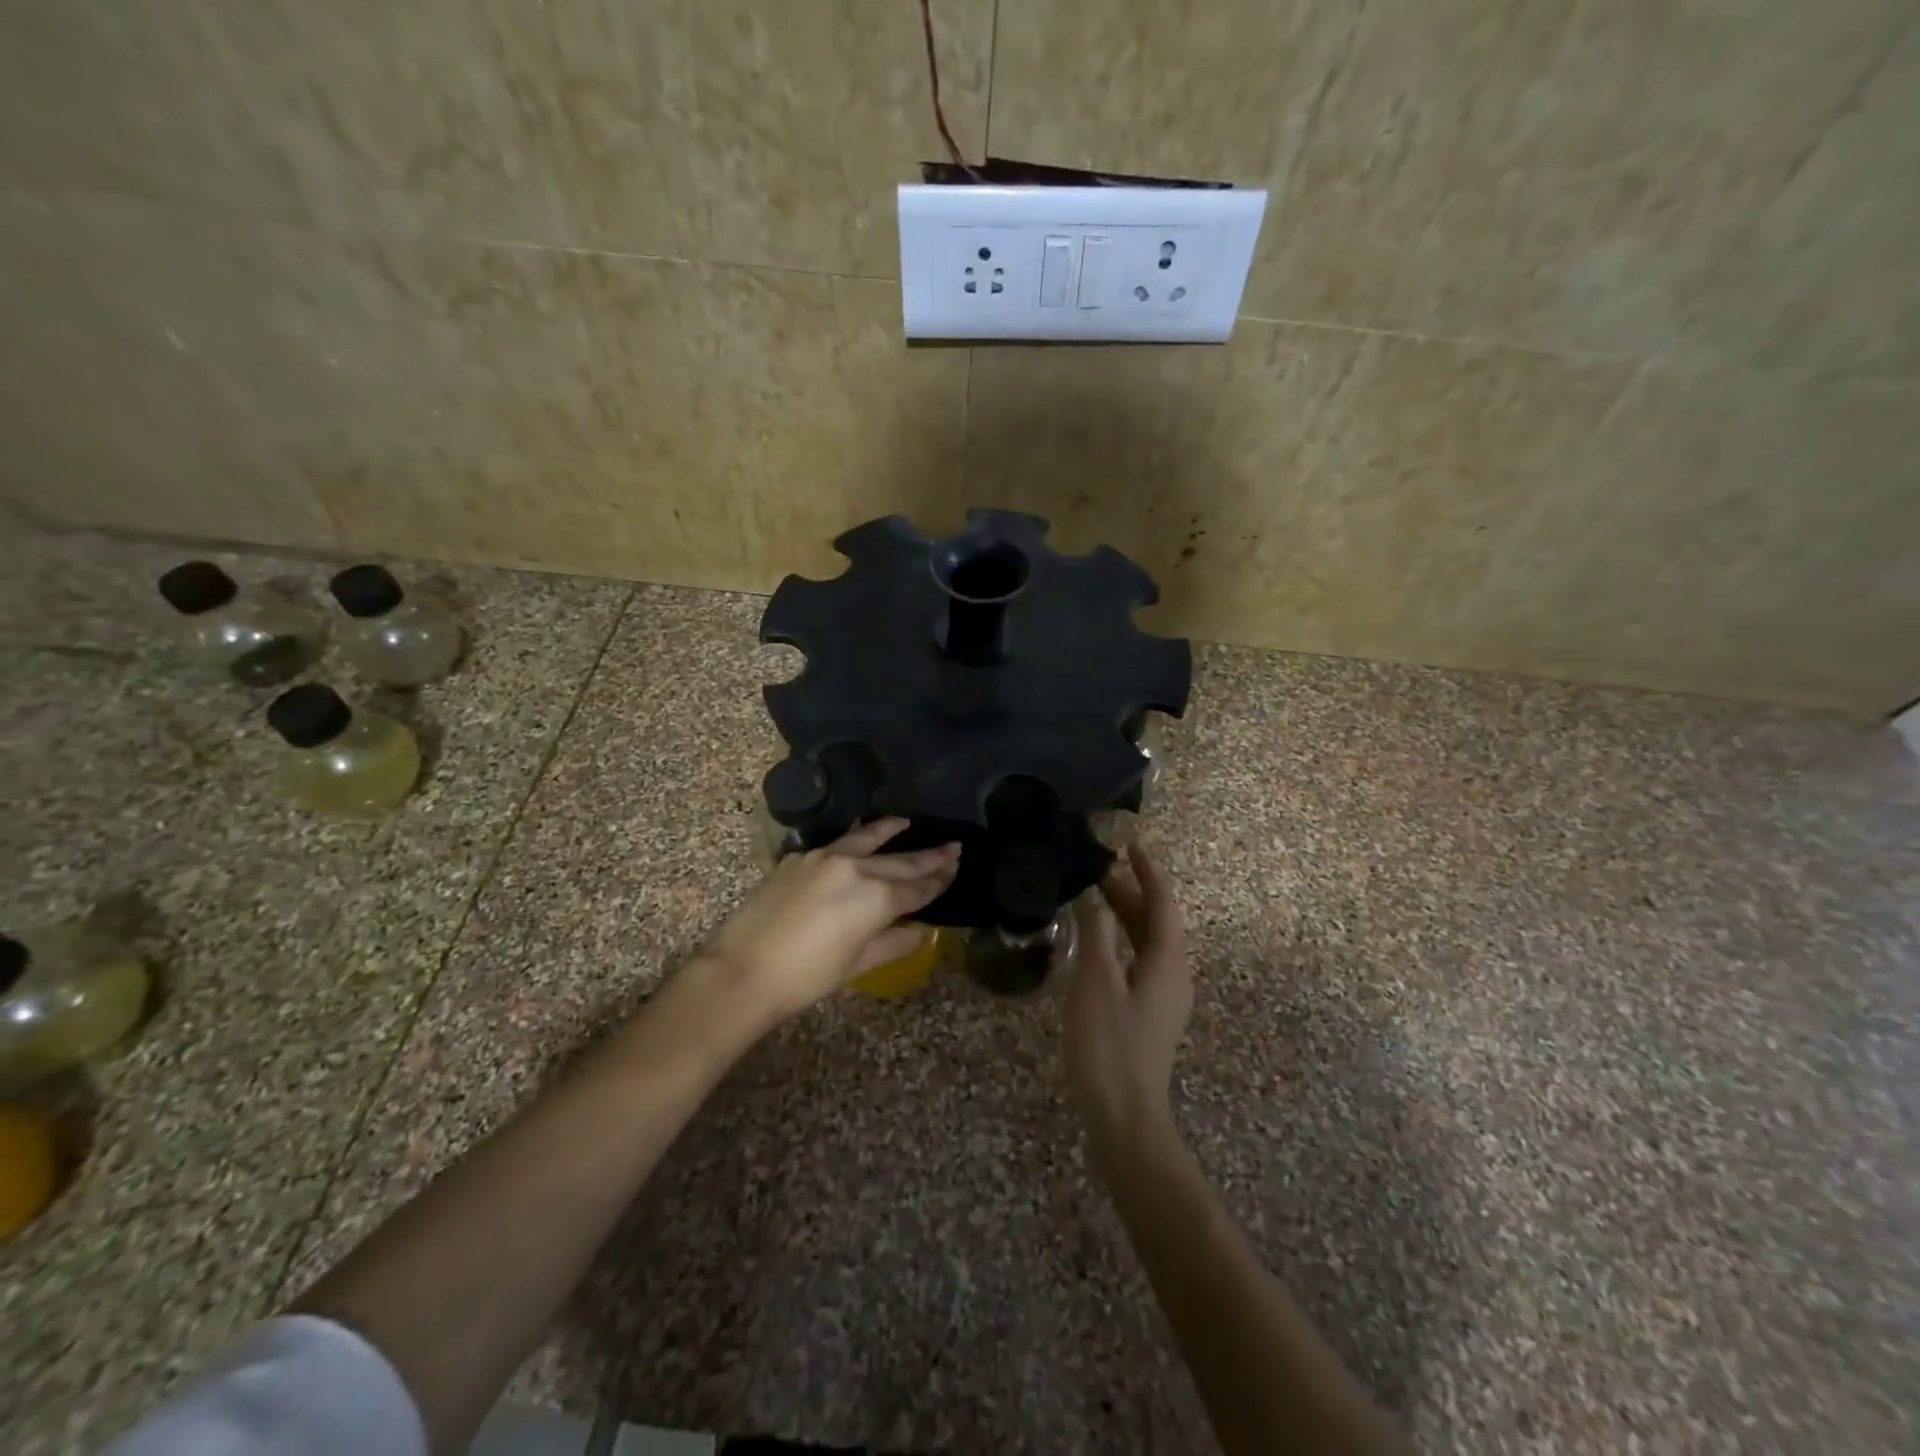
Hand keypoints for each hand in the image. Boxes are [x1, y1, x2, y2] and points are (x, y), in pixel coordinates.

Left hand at [703, 818, 959, 1025]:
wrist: (743, 969)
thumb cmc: (806, 977)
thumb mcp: (858, 965)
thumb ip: (893, 942)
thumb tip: (920, 931)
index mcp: (876, 898)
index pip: (917, 887)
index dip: (939, 879)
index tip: (956, 866)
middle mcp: (856, 869)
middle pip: (901, 860)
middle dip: (929, 856)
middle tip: (953, 846)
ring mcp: (825, 858)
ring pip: (868, 839)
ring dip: (890, 831)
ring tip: (907, 822)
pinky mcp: (800, 858)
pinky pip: (837, 842)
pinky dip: (856, 838)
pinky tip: (859, 836)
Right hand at [1065, 843, 1192, 1169]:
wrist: (1125, 1117)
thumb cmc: (1110, 1045)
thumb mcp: (1096, 982)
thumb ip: (1094, 934)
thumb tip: (1090, 896)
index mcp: (1168, 962)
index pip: (1162, 903)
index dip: (1147, 872)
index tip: (1129, 845)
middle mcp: (1173, 975)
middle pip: (1156, 922)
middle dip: (1130, 892)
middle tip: (1096, 869)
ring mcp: (1163, 997)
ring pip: (1147, 943)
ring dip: (1124, 916)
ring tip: (1092, 897)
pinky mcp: (1149, 1015)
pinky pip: (1138, 962)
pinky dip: (1120, 941)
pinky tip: (1095, 944)